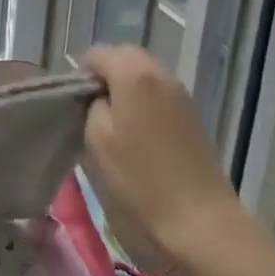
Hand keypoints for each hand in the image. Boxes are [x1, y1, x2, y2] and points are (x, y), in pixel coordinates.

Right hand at [81, 46, 251, 256]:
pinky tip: (137, 134)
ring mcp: (181, 94)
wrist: (199, 222)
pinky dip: (144, 102)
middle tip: (91, 111)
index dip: (82, 74)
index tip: (75, 104)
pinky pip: (159, 93)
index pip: (98, 54)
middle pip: (125, 58)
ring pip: (144, 75)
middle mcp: (161, 74)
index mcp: (134, 74)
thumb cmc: (139, 181)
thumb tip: (100, 97)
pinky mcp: (193, 115)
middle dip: (106, 76)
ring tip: (113, 125)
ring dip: (126, 89)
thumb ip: (92, 105)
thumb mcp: (97, 140)